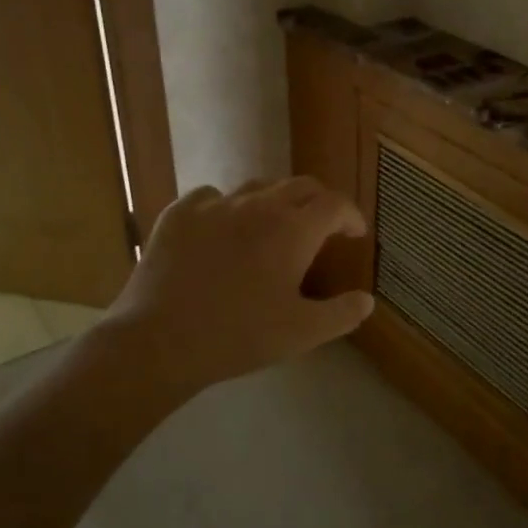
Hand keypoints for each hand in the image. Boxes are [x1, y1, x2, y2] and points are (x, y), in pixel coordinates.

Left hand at [105, 177, 374, 394]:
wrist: (160, 341)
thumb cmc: (239, 336)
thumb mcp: (301, 333)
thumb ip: (341, 314)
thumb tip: (367, 300)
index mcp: (292, 230)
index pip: (334, 204)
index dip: (350, 215)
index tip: (354, 233)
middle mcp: (257, 206)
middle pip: (299, 186)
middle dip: (319, 202)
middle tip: (323, 225)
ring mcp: (214, 205)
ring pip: (256, 187)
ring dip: (275, 202)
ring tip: (274, 226)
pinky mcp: (179, 214)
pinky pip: (211, 197)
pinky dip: (227, 207)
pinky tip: (222, 229)